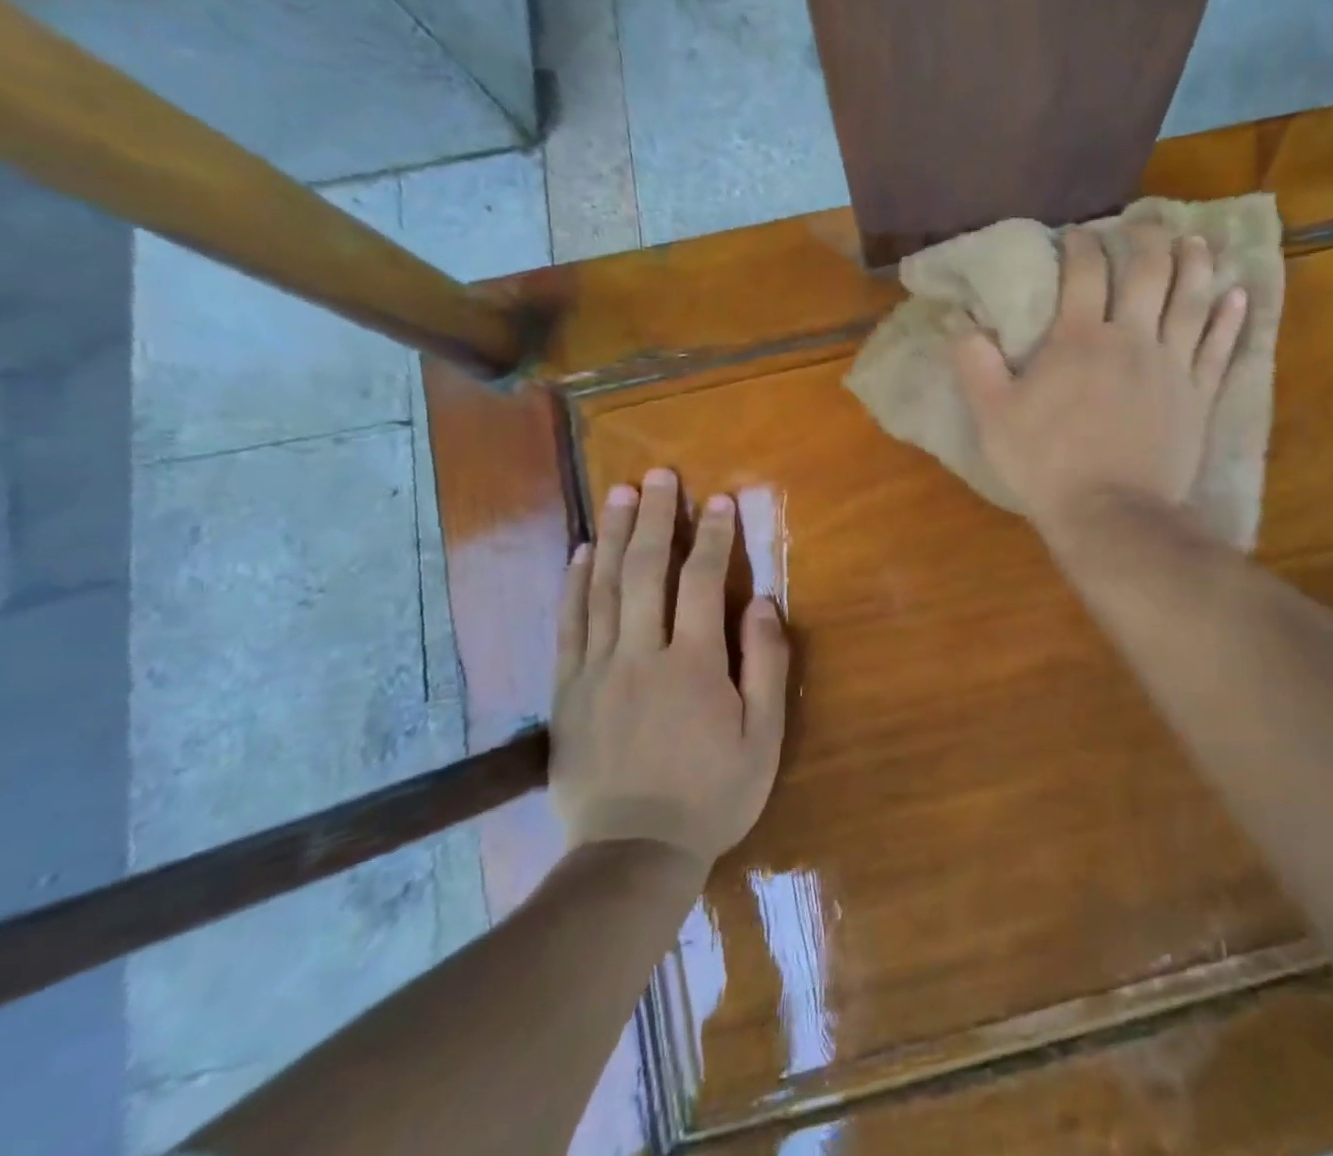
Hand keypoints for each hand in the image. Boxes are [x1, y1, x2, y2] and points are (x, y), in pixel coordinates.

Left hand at [549, 471, 788, 865]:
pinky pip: (569, 625)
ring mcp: (596, 671)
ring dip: (615, 536)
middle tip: (660, 475)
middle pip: (646, 571)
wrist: (631, 856)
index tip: (718, 501)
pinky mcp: (568, 691)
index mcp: (693, 664)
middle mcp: (640, 654)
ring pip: (603, 588)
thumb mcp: (762, 738)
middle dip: (656, 518)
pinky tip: (582, 552)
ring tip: (621, 494)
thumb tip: (760, 601)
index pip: (701, 582)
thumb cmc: (711, 795)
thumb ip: (764, 665)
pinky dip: (574, 583)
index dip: (712, 537)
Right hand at [954, 225, 1246, 538]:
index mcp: (1080, 338)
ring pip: (1192, 299)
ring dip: (1196, 264)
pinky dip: (1231, 318)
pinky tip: (1239, 295)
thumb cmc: (1048, 465)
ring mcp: (1172, 365)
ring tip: (1196, 242)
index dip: (1082, 243)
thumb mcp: (994, 418)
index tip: (1077, 234)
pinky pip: (1220, 346)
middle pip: (1149, 271)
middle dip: (1147, 239)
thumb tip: (960, 323)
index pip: (1085, 271)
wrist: (1111, 515)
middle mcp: (1132, 338)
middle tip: (1145, 224)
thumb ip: (976, 366)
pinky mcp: (1199, 395)